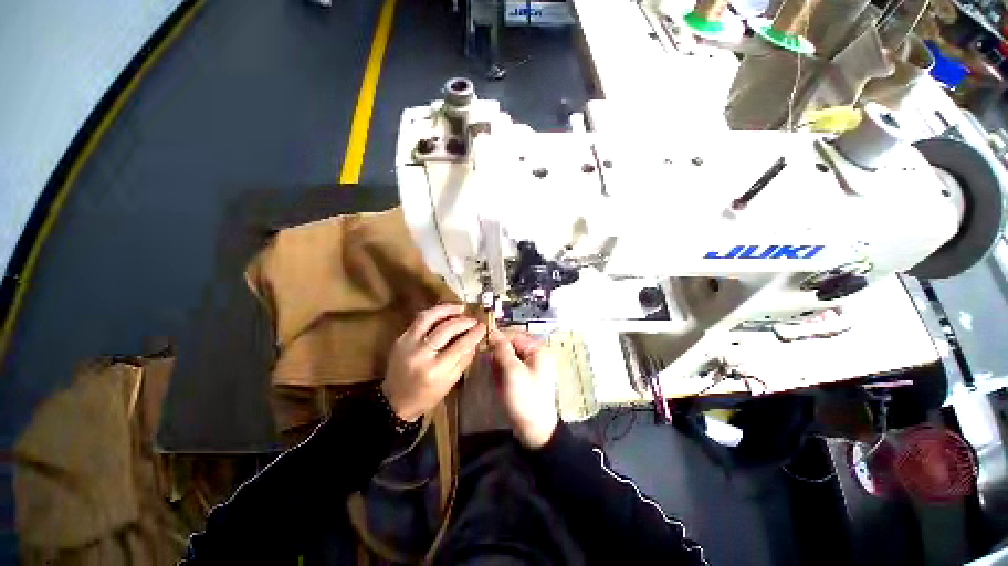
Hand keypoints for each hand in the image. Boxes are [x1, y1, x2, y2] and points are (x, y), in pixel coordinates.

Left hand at [382, 304, 485, 422]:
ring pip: (428, 318)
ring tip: (459, 308)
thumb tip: (475, 340)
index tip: (483, 326)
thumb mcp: (449, 383)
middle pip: (445, 329)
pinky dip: (433, 313)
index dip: (473, 334)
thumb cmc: (426, 396)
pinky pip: (419, 320)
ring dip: (446, 310)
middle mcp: (420, 354)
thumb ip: (463, 360)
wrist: (395, 400)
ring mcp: (407, 344)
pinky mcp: (400, 339)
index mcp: (435, 370)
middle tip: (473, 319)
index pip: (459, 346)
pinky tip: (444, 312)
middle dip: (462, 321)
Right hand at [489, 329, 558, 448]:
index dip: (499, 339)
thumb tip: (492, 332)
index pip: (514, 335)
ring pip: (509, 358)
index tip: (483, 346)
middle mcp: (536, 355)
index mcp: (538, 350)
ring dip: (500, 366)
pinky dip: (503, 374)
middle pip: (511, 346)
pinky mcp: (525, 378)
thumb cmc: (525, 398)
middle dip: (499, 356)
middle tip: (493, 369)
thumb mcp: (512, 371)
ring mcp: (531, 367)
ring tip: (499, 380)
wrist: (534, 431)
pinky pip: (510, 369)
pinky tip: (501, 385)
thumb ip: (502, 349)